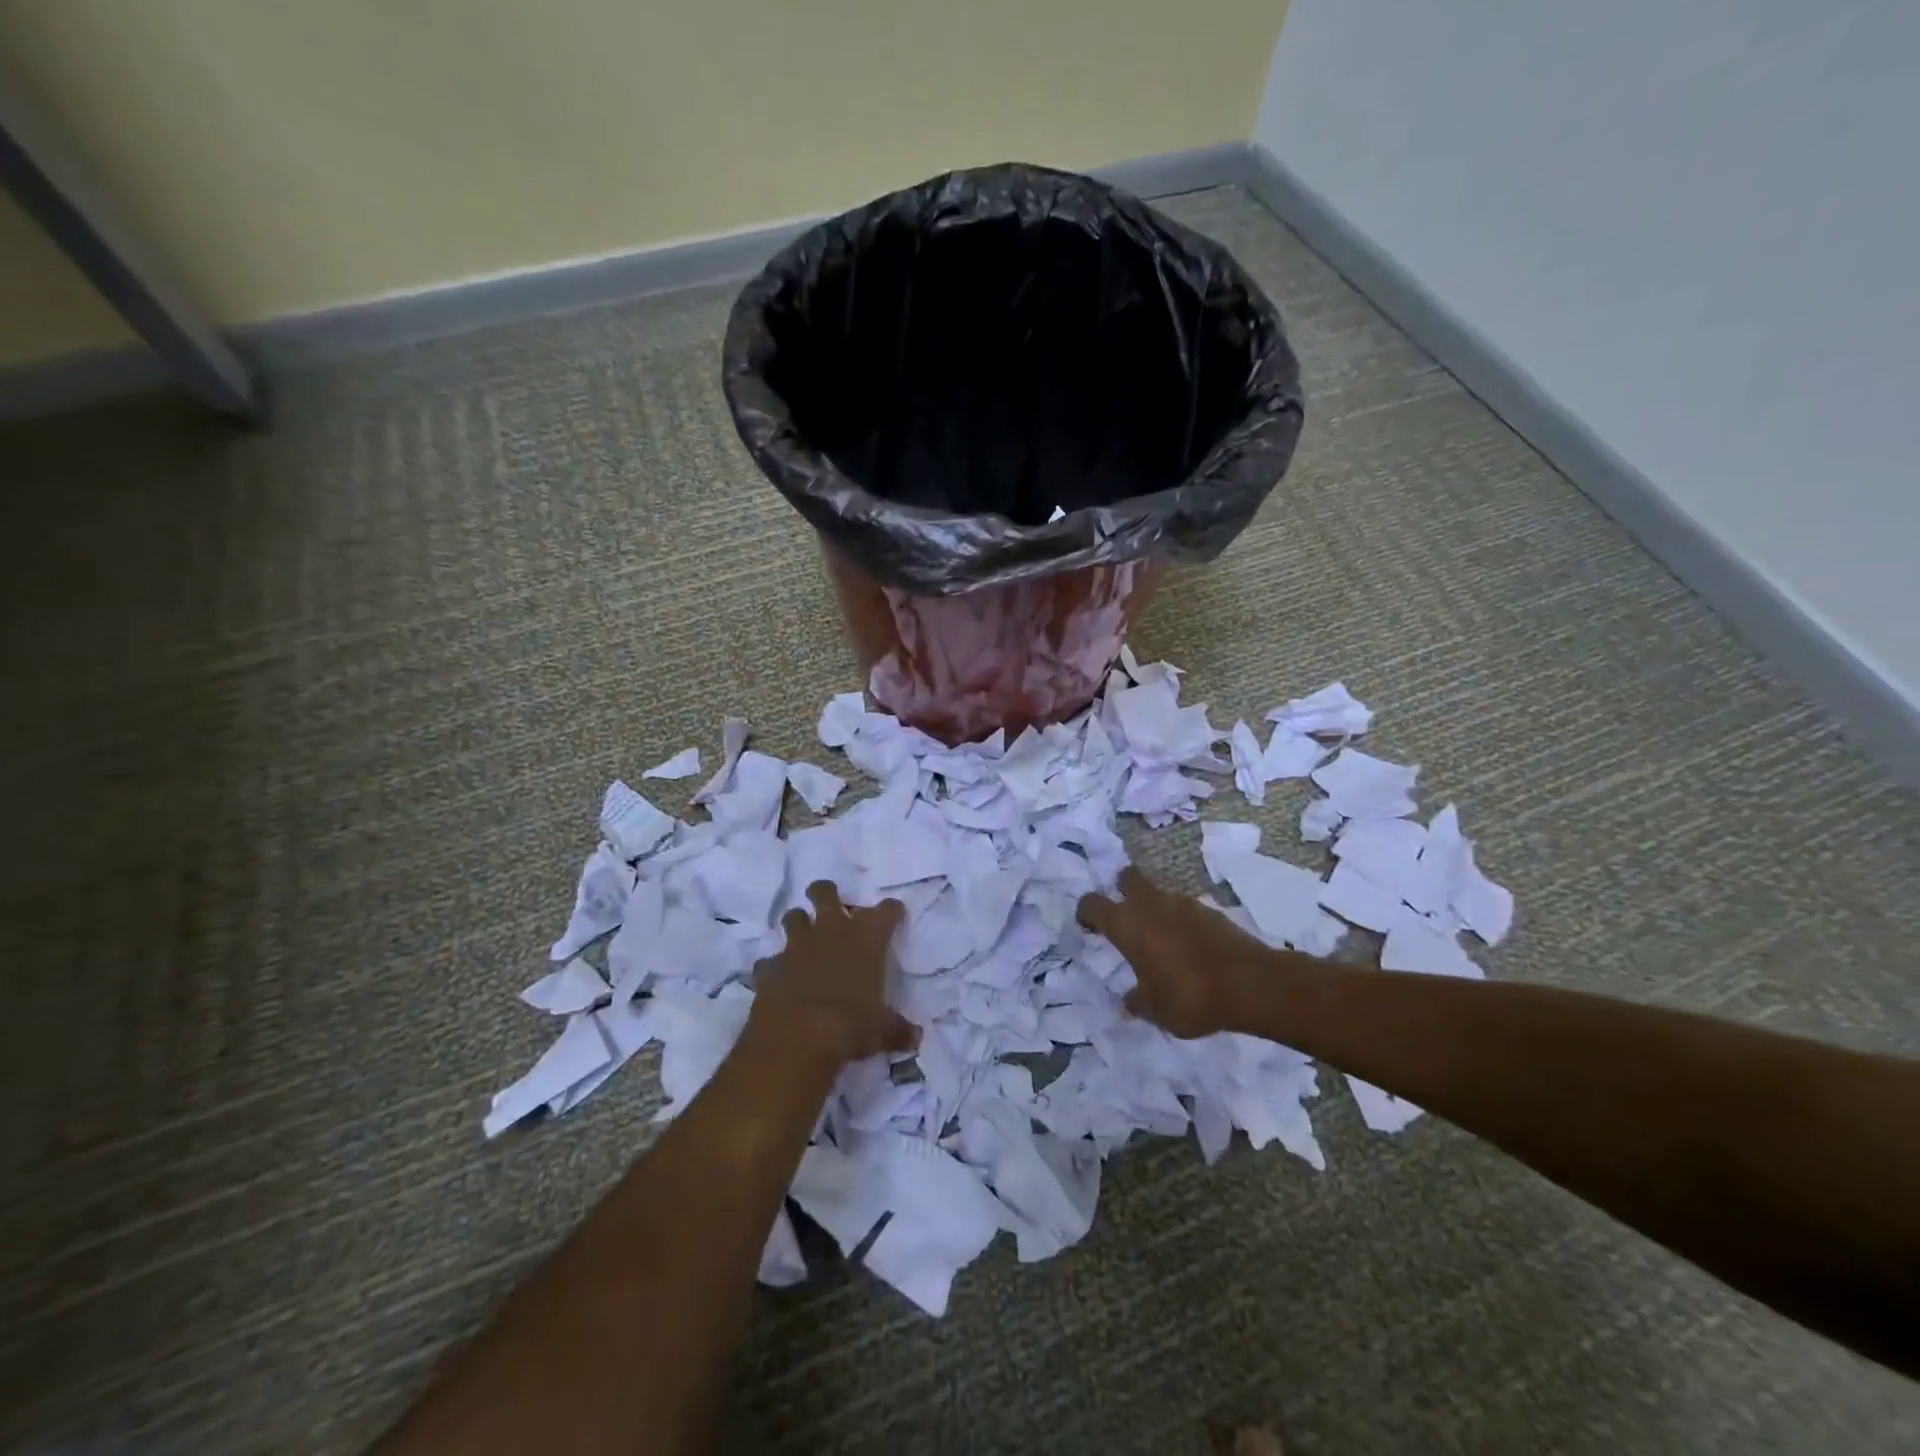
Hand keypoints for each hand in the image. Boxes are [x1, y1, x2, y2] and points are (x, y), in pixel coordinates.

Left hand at [750, 881, 917, 1065]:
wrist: (798, 1036)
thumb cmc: (851, 1024)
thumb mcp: (882, 1030)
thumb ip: (897, 1030)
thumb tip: (915, 1038)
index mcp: (866, 939)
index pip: (885, 911)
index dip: (890, 910)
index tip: (893, 913)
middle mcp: (831, 932)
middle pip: (825, 893)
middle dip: (826, 893)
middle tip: (830, 904)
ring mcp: (796, 947)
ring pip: (793, 917)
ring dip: (798, 923)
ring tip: (803, 937)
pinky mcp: (770, 968)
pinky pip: (769, 960)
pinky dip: (774, 967)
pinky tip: (778, 978)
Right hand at [1077, 866, 1275, 1038]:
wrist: (1251, 984)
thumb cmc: (1190, 997)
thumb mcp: (1156, 1011)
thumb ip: (1138, 1001)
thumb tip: (1129, 1001)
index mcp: (1127, 924)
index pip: (1092, 904)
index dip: (1086, 912)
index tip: (1089, 926)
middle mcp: (1151, 905)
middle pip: (1127, 878)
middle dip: (1122, 889)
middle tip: (1124, 913)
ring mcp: (1183, 903)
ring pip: (1159, 894)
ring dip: (1155, 909)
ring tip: (1161, 940)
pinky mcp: (1211, 911)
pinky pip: (1186, 910)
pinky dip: (1181, 922)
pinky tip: (1190, 948)